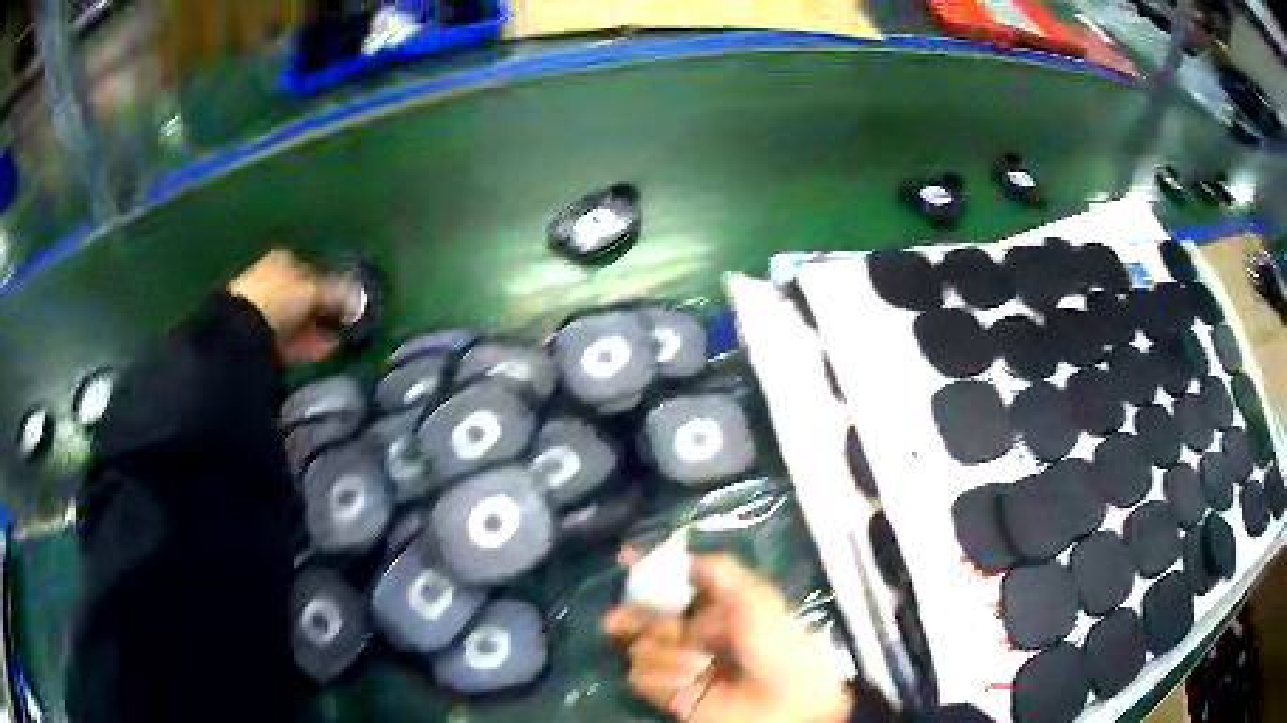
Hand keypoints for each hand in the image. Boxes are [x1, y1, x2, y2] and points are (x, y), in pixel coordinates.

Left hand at [227, 250, 349, 365]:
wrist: (241, 333)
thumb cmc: (279, 298)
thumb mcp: (315, 291)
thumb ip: (340, 294)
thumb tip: (362, 301)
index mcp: (285, 259)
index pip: (316, 270)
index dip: (335, 285)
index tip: (351, 302)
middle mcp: (274, 279)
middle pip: (308, 297)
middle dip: (327, 311)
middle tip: (347, 325)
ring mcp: (267, 310)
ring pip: (301, 320)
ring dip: (319, 330)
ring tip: (339, 341)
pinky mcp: (264, 337)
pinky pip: (293, 340)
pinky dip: (308, 345)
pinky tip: (323, 351)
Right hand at [604, 554, 852, 722]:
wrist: (782, 702)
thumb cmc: (774, 643)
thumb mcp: (754, 596)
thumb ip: (717, 570)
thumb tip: (679, 557)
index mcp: (714, 606)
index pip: (672, 583)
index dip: (647, 571)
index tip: (625, 559)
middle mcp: (691, 632)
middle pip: (643, 616)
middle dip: (632, 616)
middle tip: (616, 620)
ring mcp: (678, 664)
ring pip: (639, 646)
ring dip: (665, 653)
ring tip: (698, 662)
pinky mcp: (669, 694)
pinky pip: (641, 676)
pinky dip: (663, 677)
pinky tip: (690, 681)